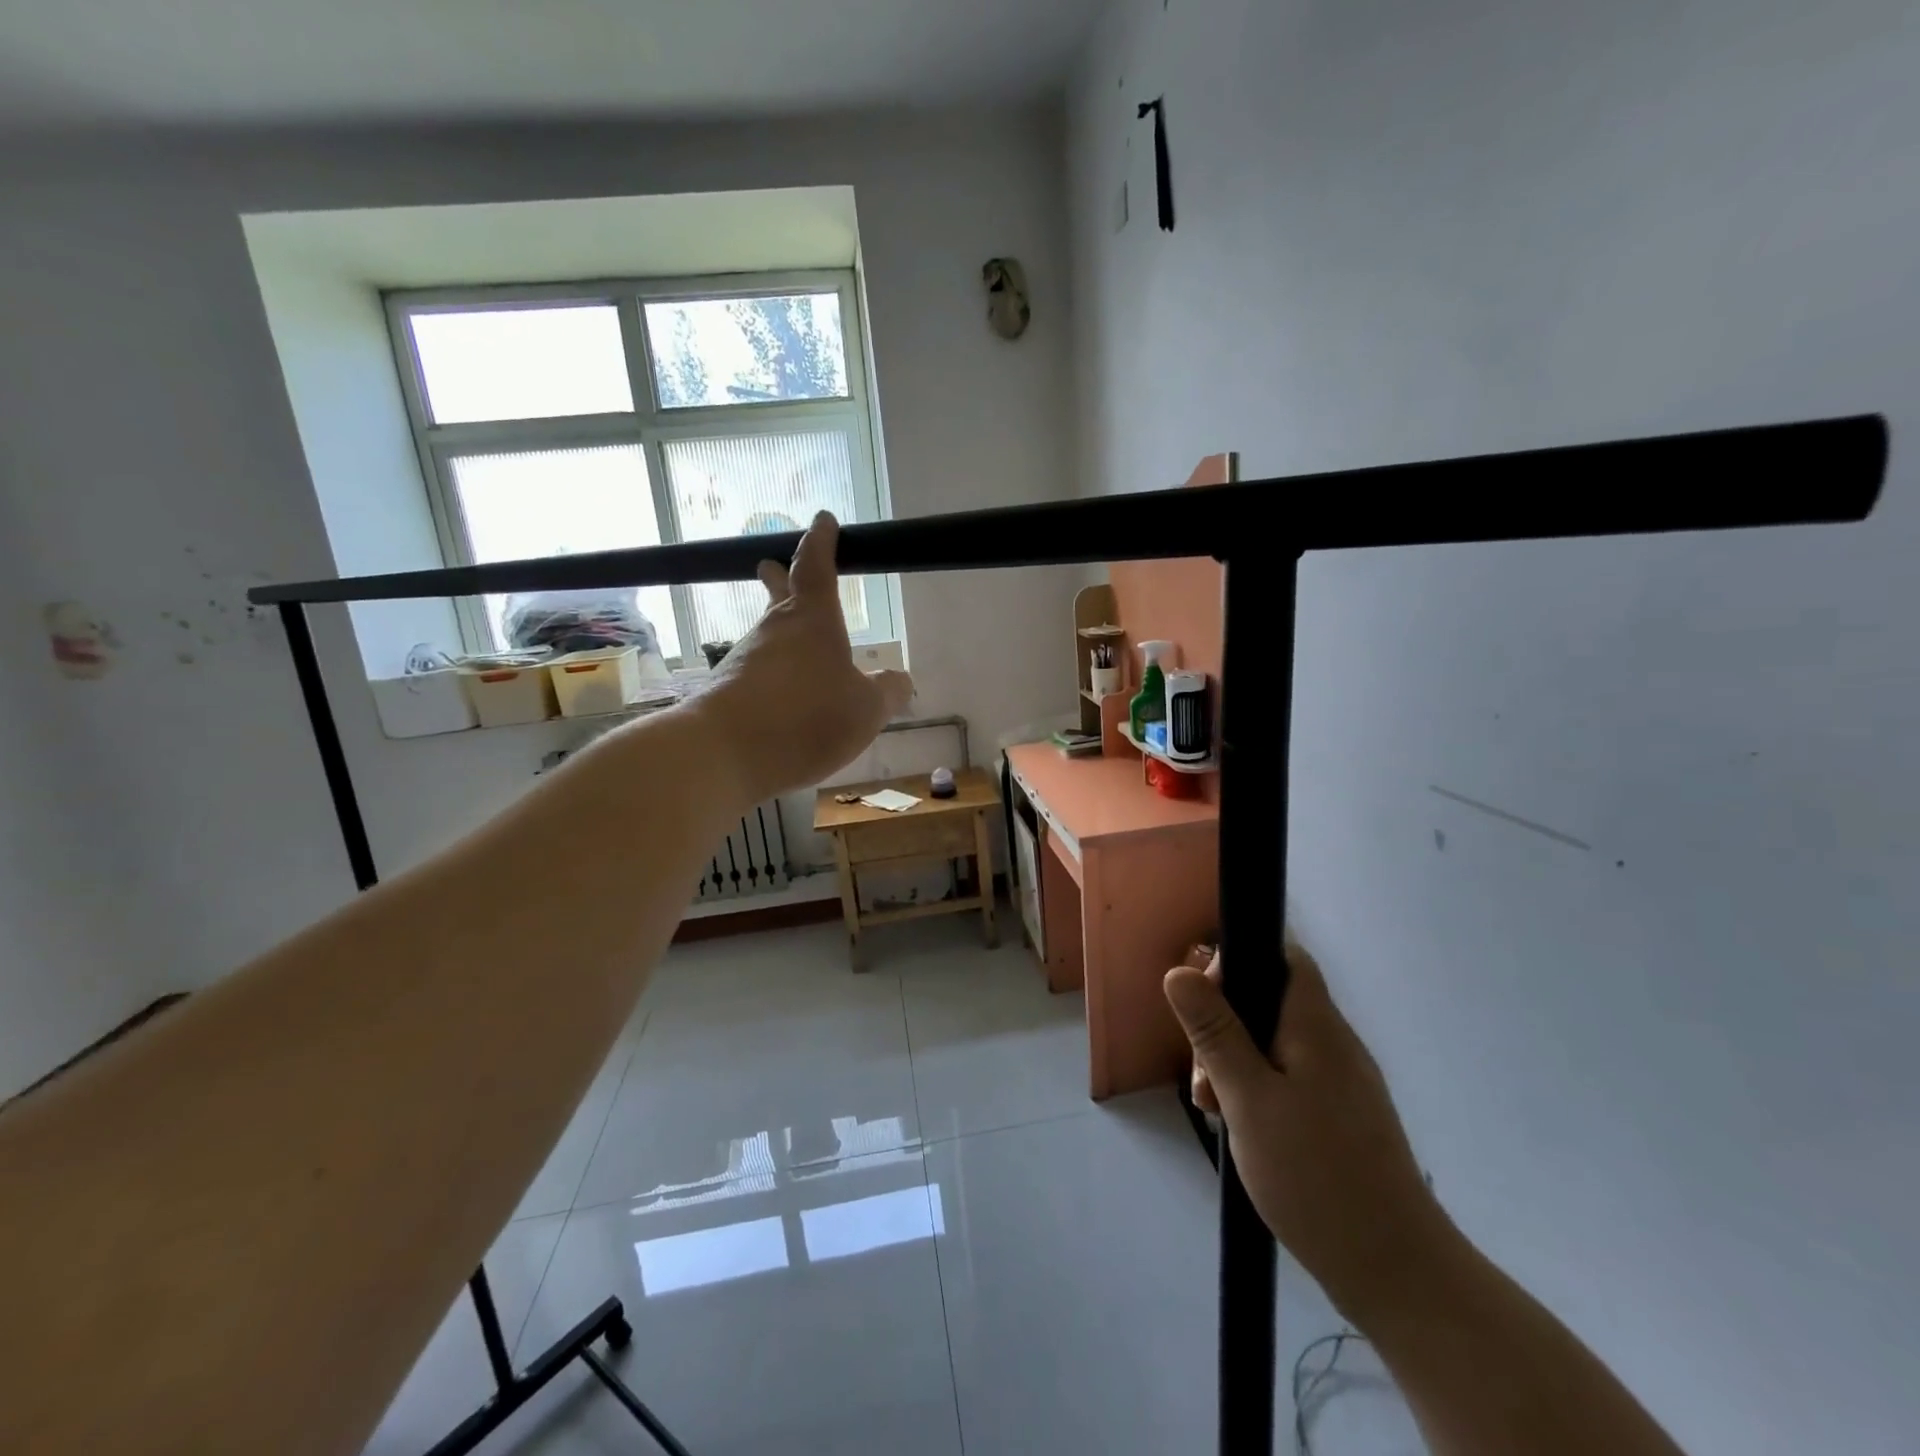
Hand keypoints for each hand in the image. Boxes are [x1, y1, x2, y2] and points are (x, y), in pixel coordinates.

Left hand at [691, 512, 913, 806]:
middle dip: (782, 578)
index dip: (822, 543)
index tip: (823, 521)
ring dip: (780, 634)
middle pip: (779, 594)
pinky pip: (758, 673)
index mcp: (813, 621)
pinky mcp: (727, 691)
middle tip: (773, 565)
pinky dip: (772, 675)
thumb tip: (900, 680)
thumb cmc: (805, 717)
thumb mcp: (866, 710)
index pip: (817, 567)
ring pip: (767, 636)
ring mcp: (745, 659)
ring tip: (796, 647)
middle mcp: (774, 631)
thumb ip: (887, 693)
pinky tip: (782, 697)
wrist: (722, 752)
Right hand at [1163, 941, 1456, 1321]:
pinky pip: (1290, 1076)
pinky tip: (1241, 1126)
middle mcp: (1334, 1043)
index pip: (1284, 956)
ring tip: (1214, 1108)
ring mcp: (1342, 1081)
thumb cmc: (1315, 1174)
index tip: (1203, 999)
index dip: (1239, 960)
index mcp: (1316, 1026)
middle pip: (1271, 1000)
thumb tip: (1180, 970)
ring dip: (1235, 1061)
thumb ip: (1214, 1032)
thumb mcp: (1248, 1098)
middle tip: (1201, 1076)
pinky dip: (1258, 1087)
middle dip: (1224, 1024)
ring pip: (1275, 1042)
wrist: (1396, 1272)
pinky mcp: (1341, 1115)